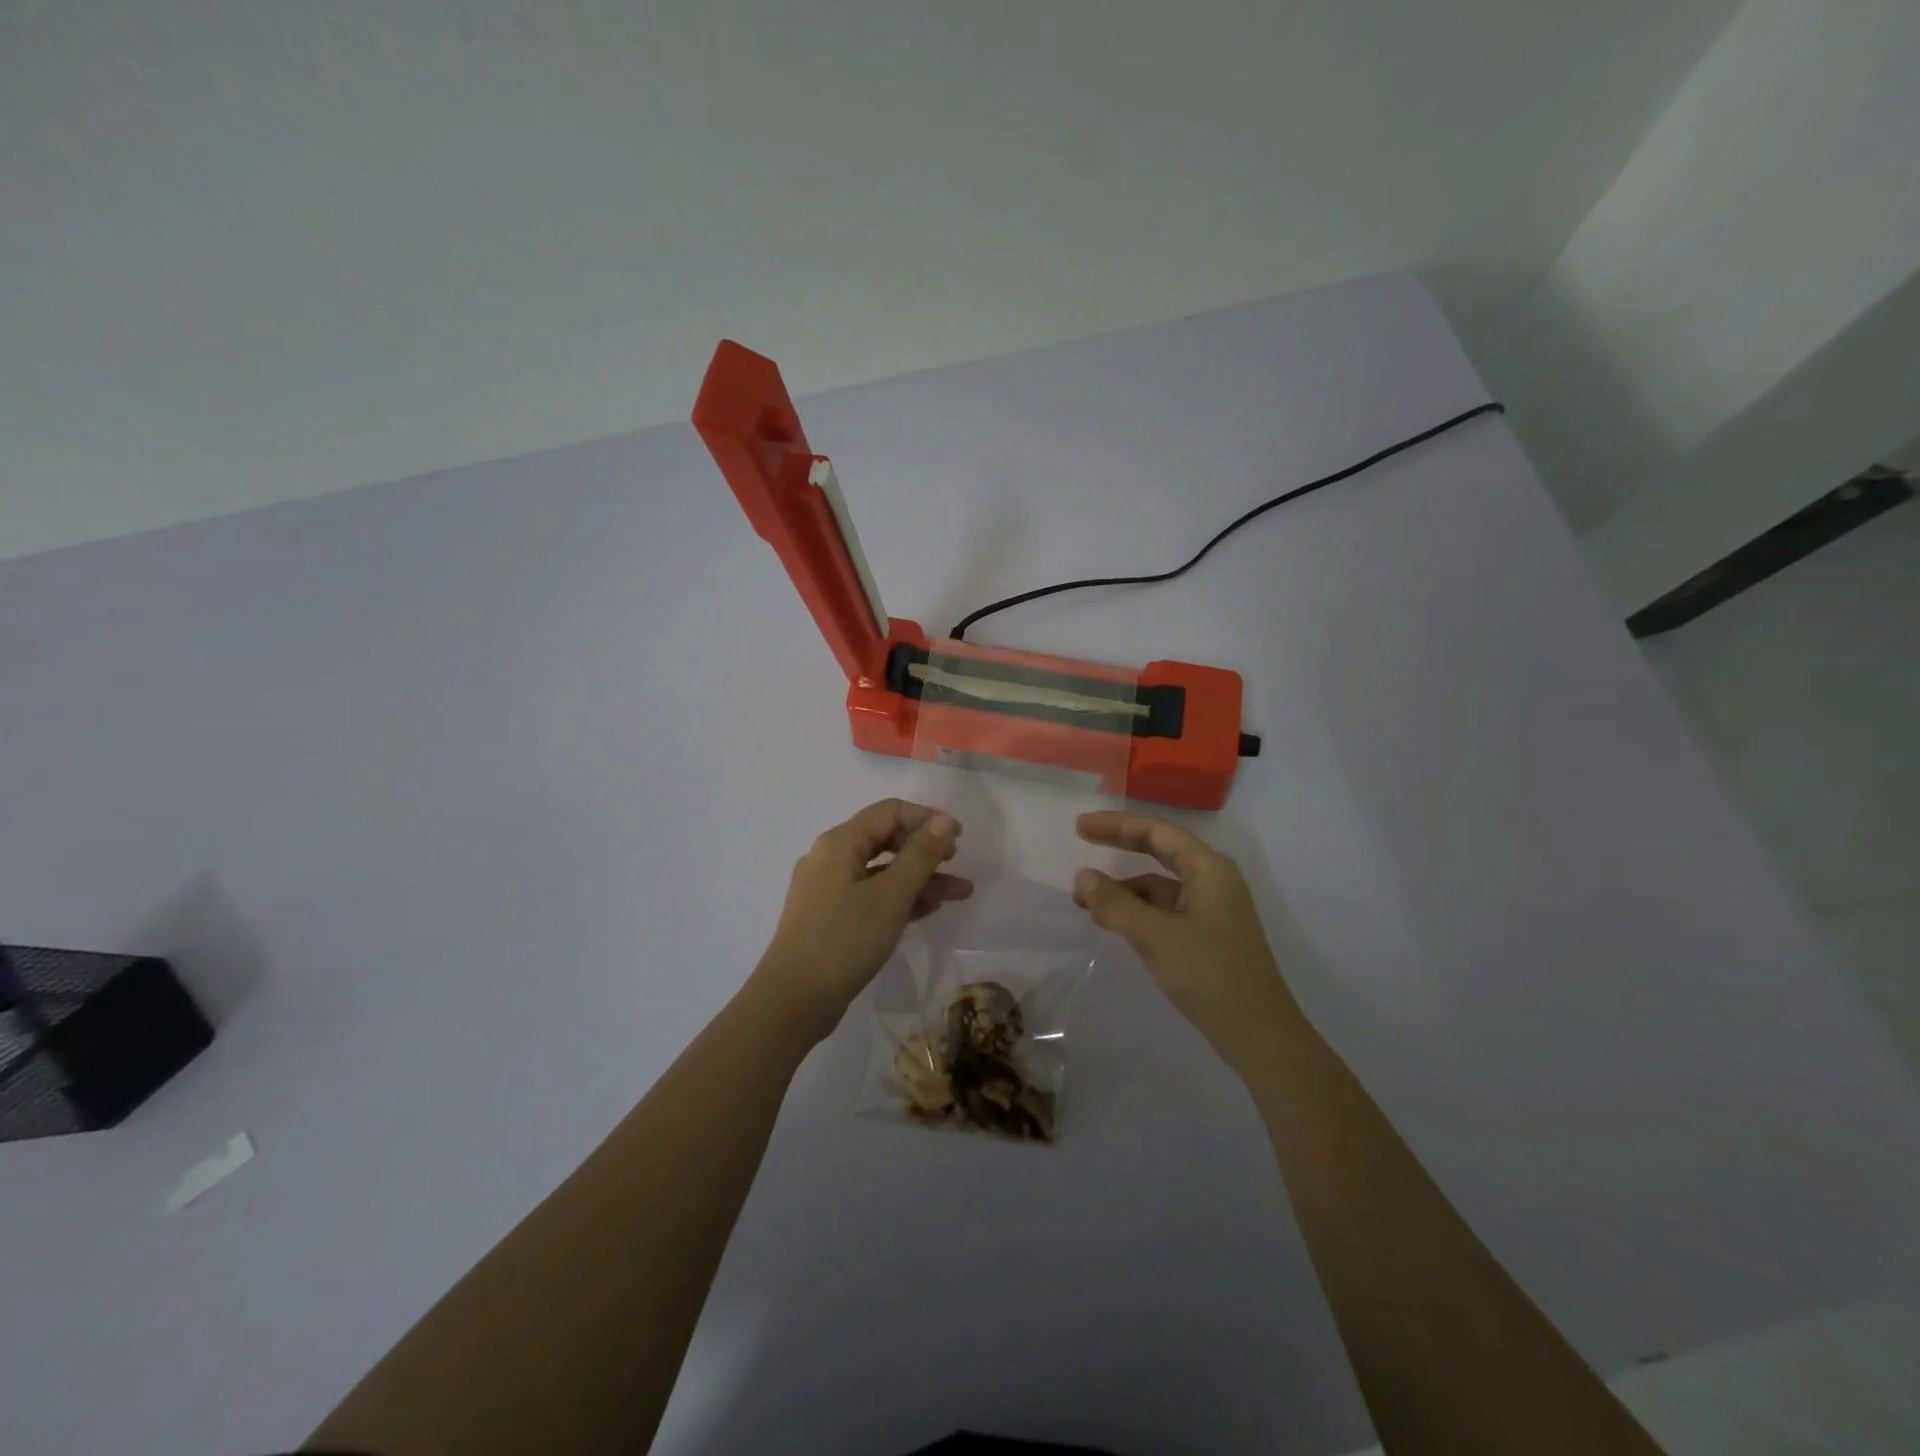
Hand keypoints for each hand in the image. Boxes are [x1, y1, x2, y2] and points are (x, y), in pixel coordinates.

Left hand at [755, 799, 971, 1040]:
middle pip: (885, 839)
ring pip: (881, 871)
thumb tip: (944, 820)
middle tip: (956, 863)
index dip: (926, 819)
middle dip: (926, 850)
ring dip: (919, 878)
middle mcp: (830, 857)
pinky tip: (928, 910)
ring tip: (959, 894)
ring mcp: (828, 889)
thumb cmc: (845, 939)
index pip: (889, 812)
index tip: (959, 838)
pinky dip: (900, 898)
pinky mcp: (830, 917)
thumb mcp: (891, 895)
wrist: (793, 1000)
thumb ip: (921, 855)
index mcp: (840, 842)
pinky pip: (871, 895)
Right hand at [1073, 811, 1296, 1069]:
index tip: (1080, 827)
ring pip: (1160, 885)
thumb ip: (1116, 904)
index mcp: (1208, 869)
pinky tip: (1115, 923)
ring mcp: (1211, 909)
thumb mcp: (1155, 936)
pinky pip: (1165, 910)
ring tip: (1085, 900)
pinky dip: (1137, 910)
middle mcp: (1212, 881)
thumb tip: (1083, 878)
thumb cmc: (1209, 973)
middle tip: (1082, 840)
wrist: (1258, 1034)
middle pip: (1160, 850)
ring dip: (1125, 887)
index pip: (1157, 832)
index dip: (1117, 825)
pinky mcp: (1207, 935)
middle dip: (1121, 845)